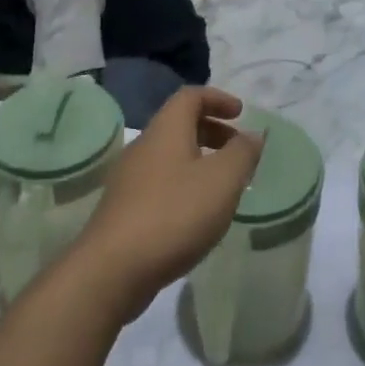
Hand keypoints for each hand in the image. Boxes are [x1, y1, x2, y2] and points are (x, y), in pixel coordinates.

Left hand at [73, 87, 262, 320]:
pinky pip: (160, 182)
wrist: (112, 269)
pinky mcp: (124, 208)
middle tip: (238, 151)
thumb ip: (242, 153)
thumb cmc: (174, 214)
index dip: (218, 98)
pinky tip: (197, 215)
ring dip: (199, 161)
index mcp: (166, 129)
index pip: (190, 96)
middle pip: (179, 124)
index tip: (241, 114)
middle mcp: (144, 146)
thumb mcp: (222, 180)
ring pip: (170, 155)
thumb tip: (252, 135)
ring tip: (223, 186)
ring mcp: (130, 178)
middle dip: (212, 131)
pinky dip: (184, 185)